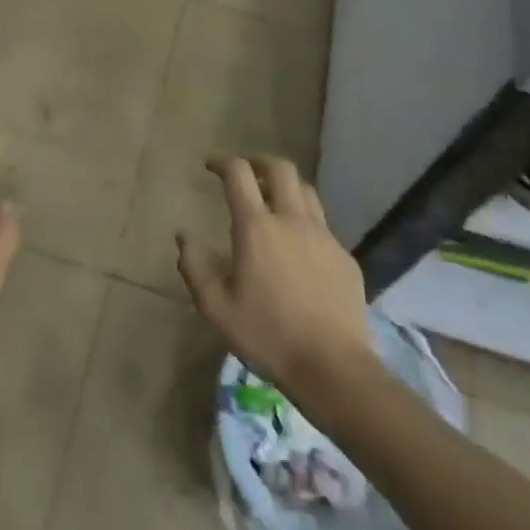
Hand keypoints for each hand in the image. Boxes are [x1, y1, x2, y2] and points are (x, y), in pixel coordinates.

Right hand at [177, 155, 372, 399]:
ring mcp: (323, 236)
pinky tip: (300, 248)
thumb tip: (184, 235)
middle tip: (247, 172)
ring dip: (286, 187)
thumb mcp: (217, 308)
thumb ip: (195, 266)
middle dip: (259, 162)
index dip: (223, 161)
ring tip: (274, 201)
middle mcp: (292, 220)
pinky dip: (306, 222)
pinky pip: (323, 226)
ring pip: (306, 191)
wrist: (333, 368)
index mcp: (257, 227)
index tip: (210, 165)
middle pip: (280, 168)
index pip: (239, 173)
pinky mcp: (345, 257)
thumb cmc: (268, 337)